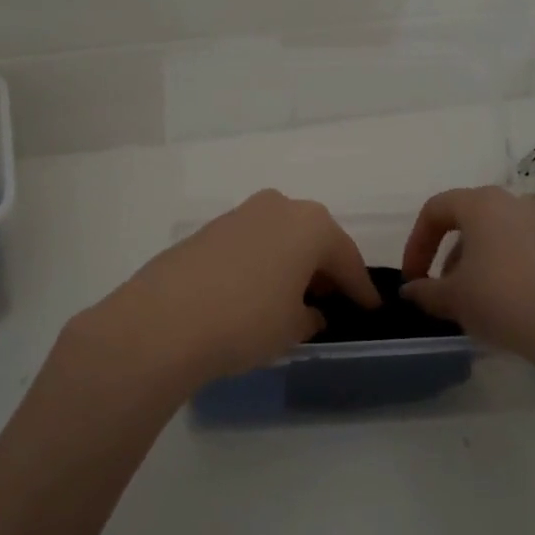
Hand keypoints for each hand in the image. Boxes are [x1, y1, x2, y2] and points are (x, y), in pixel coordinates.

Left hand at [73, 190, 379, 402]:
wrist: (162, 322)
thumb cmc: (246, 321)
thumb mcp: (292, 328)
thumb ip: (311, 317)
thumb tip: (312, 313)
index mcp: (311, 224)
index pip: (348, 260)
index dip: (361, 290)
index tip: (371, 310)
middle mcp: (278, 207)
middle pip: (313, 240)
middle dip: (324, 271)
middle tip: (330, 303)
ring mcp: (239, 214)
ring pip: (280, 239)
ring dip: (290, 265)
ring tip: (290, 300)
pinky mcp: (208, 229)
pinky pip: (250, 245)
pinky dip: (261, 265)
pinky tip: (254, 293)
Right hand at [401, 186, 534, 363]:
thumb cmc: (503, 298)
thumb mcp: (453, 299)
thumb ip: (426, 291)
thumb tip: (411, 290)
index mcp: (480, 203)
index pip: (435, 210)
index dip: (416, 243)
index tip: (412, 278)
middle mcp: (514, 203)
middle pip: (469, 222)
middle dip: (449, 256)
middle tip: (443, 292)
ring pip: (498, 239)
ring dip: (477, 266)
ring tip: (475, 304)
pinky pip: (524, 254)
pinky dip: (507, 273)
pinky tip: (508, 308)